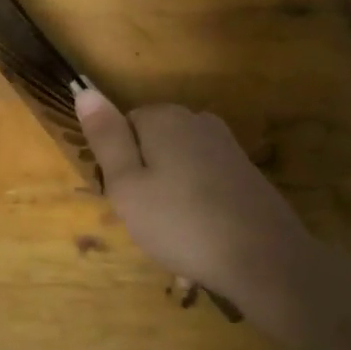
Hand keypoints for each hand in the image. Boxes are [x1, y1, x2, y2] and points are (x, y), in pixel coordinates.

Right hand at [75, 87, 321, 329]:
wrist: (265, 259)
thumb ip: (105, 137)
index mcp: (164, 117)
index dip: (119, 166)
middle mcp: (197, 120)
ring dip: (171, 197)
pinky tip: (202, 239)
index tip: (127, 199)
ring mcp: (226, 145)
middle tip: (149, 221)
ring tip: (176, 238)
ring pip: (178, 166)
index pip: (123, 128)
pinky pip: (204, 183)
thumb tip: (85, 90)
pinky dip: (197, 206)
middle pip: (152, 144)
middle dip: (146, 180)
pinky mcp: (245, 171)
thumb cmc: (182, 223)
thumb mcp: (127, 185)